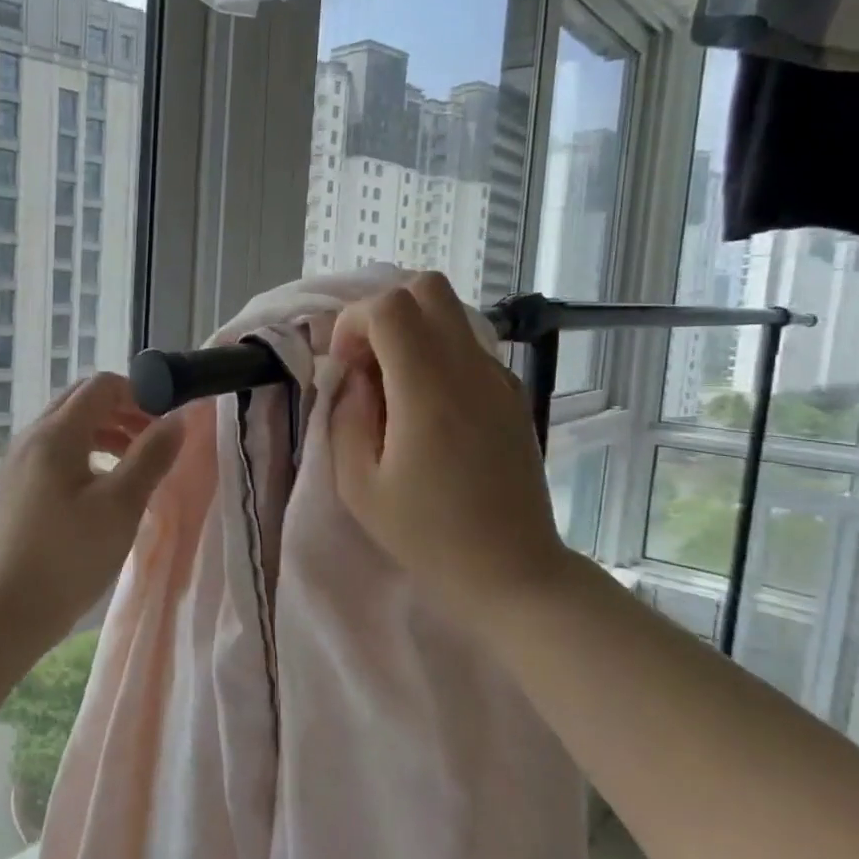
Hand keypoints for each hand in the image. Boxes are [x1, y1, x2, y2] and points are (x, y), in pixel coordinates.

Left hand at [0, 371, 183, 635]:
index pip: (102, 385)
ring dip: (106, 433)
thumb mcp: (121, 505)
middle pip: (82, 401)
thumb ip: (151, 456)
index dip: (140, 393)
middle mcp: (32, 437)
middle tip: (155, 440)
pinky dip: (86, 454)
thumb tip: (178, 419)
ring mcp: (19, 463)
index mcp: (56, 433)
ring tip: (136, 465)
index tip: (167, 421)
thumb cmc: (69, 556)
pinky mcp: (16, 488)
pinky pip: (55, 452)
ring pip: (68, 428)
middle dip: (124, 411)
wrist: (6, 610)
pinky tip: (103, 489)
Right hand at [331, 274, 576, 617]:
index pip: (389, 307)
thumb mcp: (358, 485)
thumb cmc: (427, 535)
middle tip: (367, 364)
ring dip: (410, 332)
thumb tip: (354, 376)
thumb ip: (345, 416)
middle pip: (425, 288)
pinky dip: (436, 353)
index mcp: (429, 390)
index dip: (353, 324)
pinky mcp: (512, 394)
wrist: (512, 571)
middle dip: (382, 313)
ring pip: (450, 313)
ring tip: (393, 388)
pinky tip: (426, 407)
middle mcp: (470, 369)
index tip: (345, 370)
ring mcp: (498, 378)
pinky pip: (467, 345)